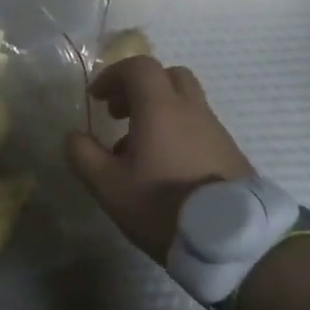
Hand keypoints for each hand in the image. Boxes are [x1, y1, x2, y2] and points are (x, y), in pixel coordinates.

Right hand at [66, 55, 255, 262]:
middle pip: (167, 76)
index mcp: (160, 108)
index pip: (138, 66)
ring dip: (158, 113)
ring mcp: (215, 131)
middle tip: (120, 114)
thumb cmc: (164, 206)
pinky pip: (198, 128)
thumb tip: (74, 136)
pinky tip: (166, 169)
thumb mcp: (109, 186)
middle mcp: (191, 110)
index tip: (97, 99)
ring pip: (185, 103)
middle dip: (139, 88)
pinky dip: (177, 133)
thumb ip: (83, 155)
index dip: (113, 75)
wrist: (234, 243)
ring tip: (139, 150)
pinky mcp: (231, 154)